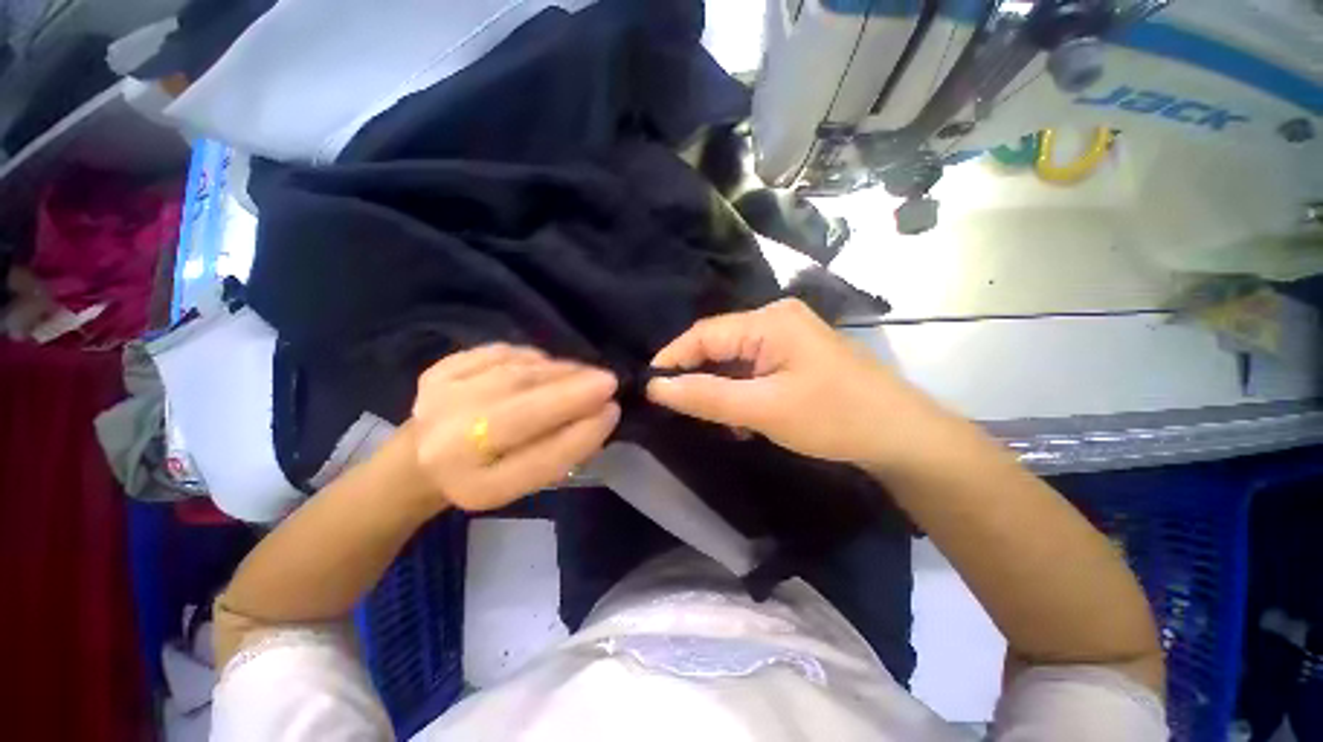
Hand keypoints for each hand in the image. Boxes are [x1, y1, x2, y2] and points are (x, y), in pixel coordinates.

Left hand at [411, 344, 619, 510]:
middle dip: (573, 392)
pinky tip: (545, 366)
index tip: (614, 411)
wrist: (423, 458)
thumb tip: (601, 411)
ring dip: (559, 371)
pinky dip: (531, 357)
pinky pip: (499, 355)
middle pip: (521, 412)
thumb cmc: (489, 472)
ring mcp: (438, 402)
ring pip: (514, 376)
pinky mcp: (437, 371)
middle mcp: (448, 446)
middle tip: (609, 381)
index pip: (540, 459)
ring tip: (584, 373)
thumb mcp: (527, 478)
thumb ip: (563, 449)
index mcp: (478, 487)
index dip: (583, 433)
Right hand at [646, 299, 943, 469]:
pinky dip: (741, 391)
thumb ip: (706, 396)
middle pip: (719, 345)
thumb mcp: (763, 409)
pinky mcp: (795, 356)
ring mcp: (788, 337)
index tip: (650, 386)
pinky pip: (753, 369)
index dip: (673, 358)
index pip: (704, 333)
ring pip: (735, 360)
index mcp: (769, 321)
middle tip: (680, 407)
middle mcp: (776, 319)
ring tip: (715, 419)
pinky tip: (742, 417)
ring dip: (721, 388)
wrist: (902, 437)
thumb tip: (656, 387)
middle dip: (699, 377)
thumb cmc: (833, 418)